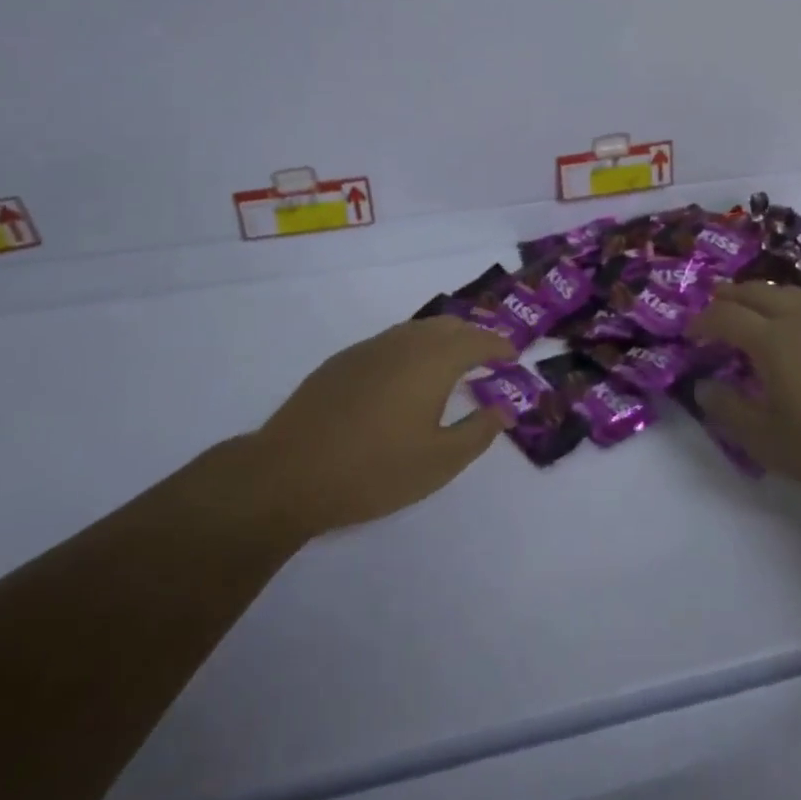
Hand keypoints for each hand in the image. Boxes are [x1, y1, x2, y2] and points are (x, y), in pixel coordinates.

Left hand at [256, 318, 516, 538]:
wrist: (288, 474)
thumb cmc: (374, 471)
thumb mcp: (439, 462)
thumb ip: (479, 432)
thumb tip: (504, 410)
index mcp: (433, 361)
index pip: (477, 339)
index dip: (499, 345)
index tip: (512, 355)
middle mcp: (404, 342)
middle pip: (447, 325)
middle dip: (472, 336)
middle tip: (486, 357)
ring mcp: (369, 349)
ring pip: (415, 330)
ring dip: (440, 340)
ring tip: (449, 365)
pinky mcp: (341, 362)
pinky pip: (389, 342)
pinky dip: (410, 349)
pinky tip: (403, 379)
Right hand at [689, 282, 800, 504]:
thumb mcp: (767, 440)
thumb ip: (728, 410)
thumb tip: (704, 386)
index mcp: (773, 340)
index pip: (726, 316)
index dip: (702, 322)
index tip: (689, 334)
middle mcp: (799, 319)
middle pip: (755, 292)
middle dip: (728, 297)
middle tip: (713, 311)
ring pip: (785, 292)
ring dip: (759, 296)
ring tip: (749, 312)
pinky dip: (787, 306)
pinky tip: (792, 328)